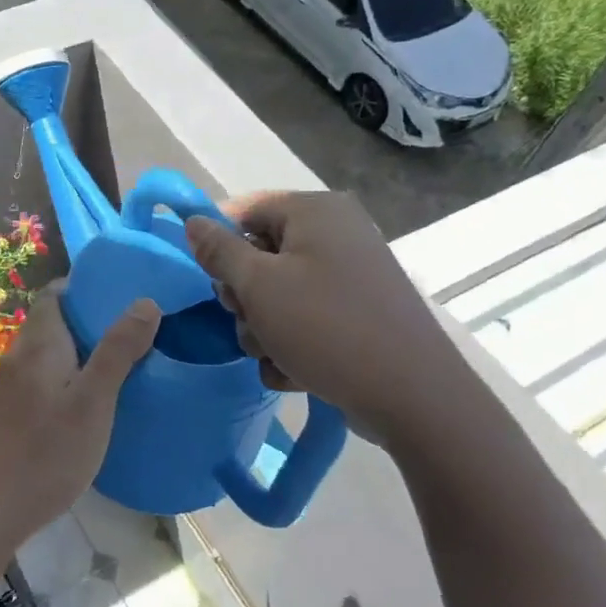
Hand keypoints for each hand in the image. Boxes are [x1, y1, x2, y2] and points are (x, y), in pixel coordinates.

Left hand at [0, 284, 160, 551]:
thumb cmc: (45, 450)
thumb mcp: (93, 400)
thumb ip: (118, 350)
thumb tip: (145, 301)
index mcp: (40, 342)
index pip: (55, 293)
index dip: (85, 286)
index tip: (122, 293)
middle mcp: (20, 356)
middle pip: (54, 322)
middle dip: (91, 321)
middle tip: (136, 330)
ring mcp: (11, 388)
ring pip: (49, 354)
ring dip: (81, 352)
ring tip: (122, 364)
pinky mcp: (10, 416)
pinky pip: (44, 381)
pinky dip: (69, 379)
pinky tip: (92, 405)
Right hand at [184, 191, 465, 442]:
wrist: (412, 397)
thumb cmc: (326, 327)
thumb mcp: (259, 286)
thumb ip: (219, 250)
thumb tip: (193, 221)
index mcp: (316, 212)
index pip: (245, 209)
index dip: (217, 241)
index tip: (208, 279)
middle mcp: (337, 234)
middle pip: (260, 254)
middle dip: (244, 296)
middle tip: (249, 320)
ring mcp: (350, 276)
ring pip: (278, 293)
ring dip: (264, 328)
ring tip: (276, 355)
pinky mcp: (357, 315)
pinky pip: (306, 319)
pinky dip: (292, 344)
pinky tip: (296, 372)